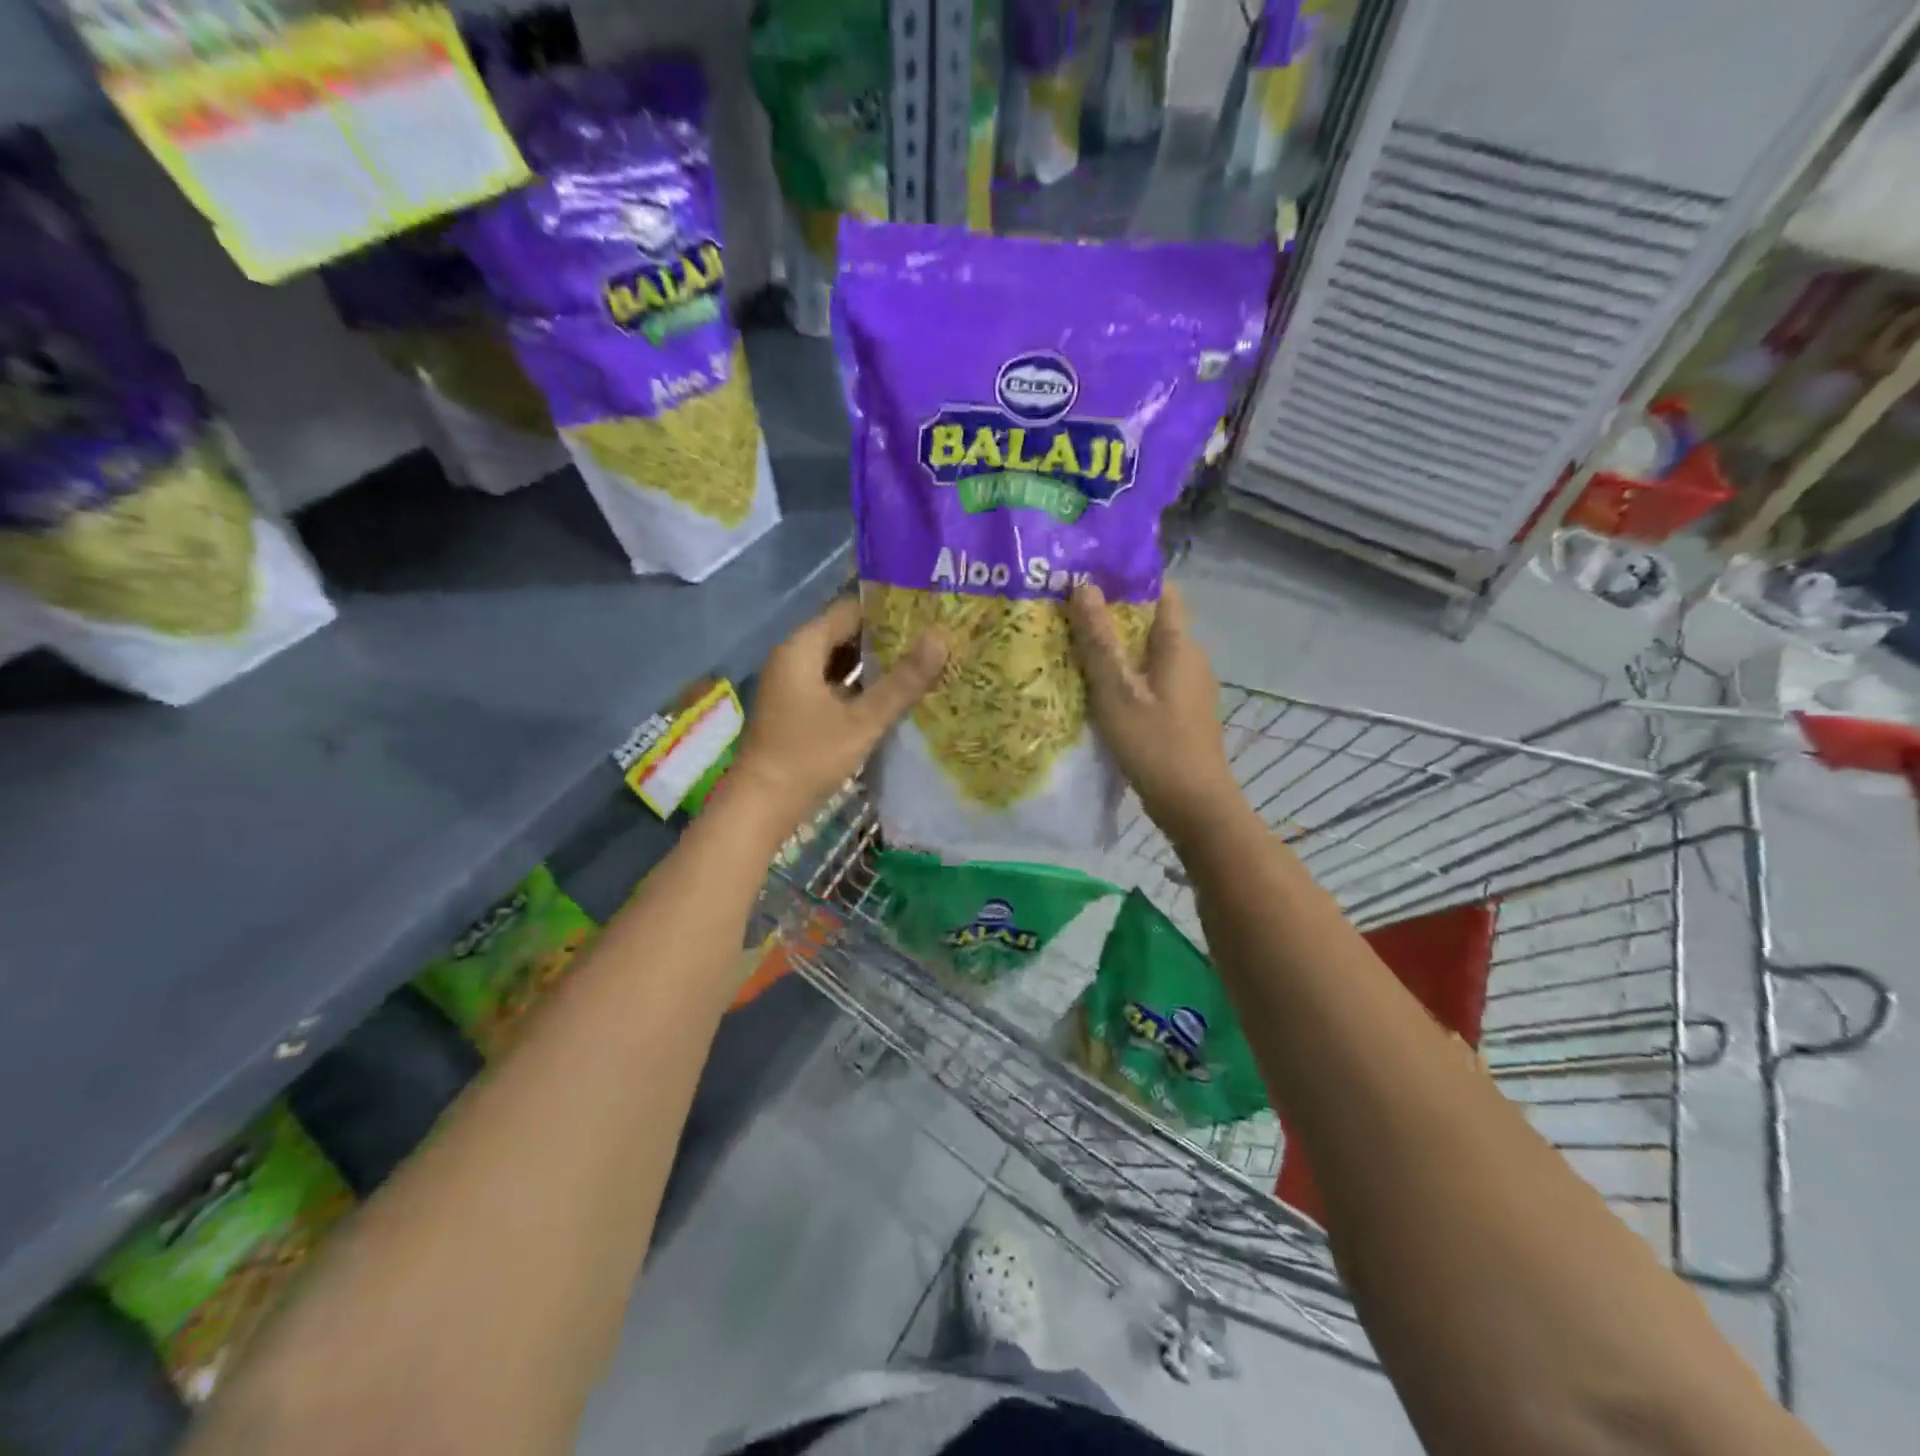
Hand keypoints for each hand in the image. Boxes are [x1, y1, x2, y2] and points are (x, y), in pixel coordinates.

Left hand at [731, 595, 944, 837]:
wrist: (760, 807)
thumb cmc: (808, 757)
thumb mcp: (862, 720)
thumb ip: (902, 681)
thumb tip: (941, 638)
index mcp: (802, 647)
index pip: (849, 609)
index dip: (888, 608)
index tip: (926, 610)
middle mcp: (794, 657)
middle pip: (845, 633)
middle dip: (886, 638)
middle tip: (931, 637)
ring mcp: (793, 684)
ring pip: (840, 661)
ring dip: (876, 664)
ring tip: (921, 662)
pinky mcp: (797, 708)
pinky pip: (834, 684)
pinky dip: (861, 686)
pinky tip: (893, 695)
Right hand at [1070, 582, 1240, 842]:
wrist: (1193, 803)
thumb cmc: (1154, 743)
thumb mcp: (1116, 691)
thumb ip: (1098, 640)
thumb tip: (1083, 586)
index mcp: (1179, 644)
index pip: (1161, 591)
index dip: (1128, 578)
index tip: (1088, 574)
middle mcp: (1190, 657)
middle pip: (1151, 621)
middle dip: (1113, 613)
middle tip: (1068, 612)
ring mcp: (1189, 686)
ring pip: (1149, 653)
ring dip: (1117, 647)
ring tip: (1074, 646)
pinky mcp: (1182, 711)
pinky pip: (1151, 678)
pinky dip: (1126, 675)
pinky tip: (1097, 688)